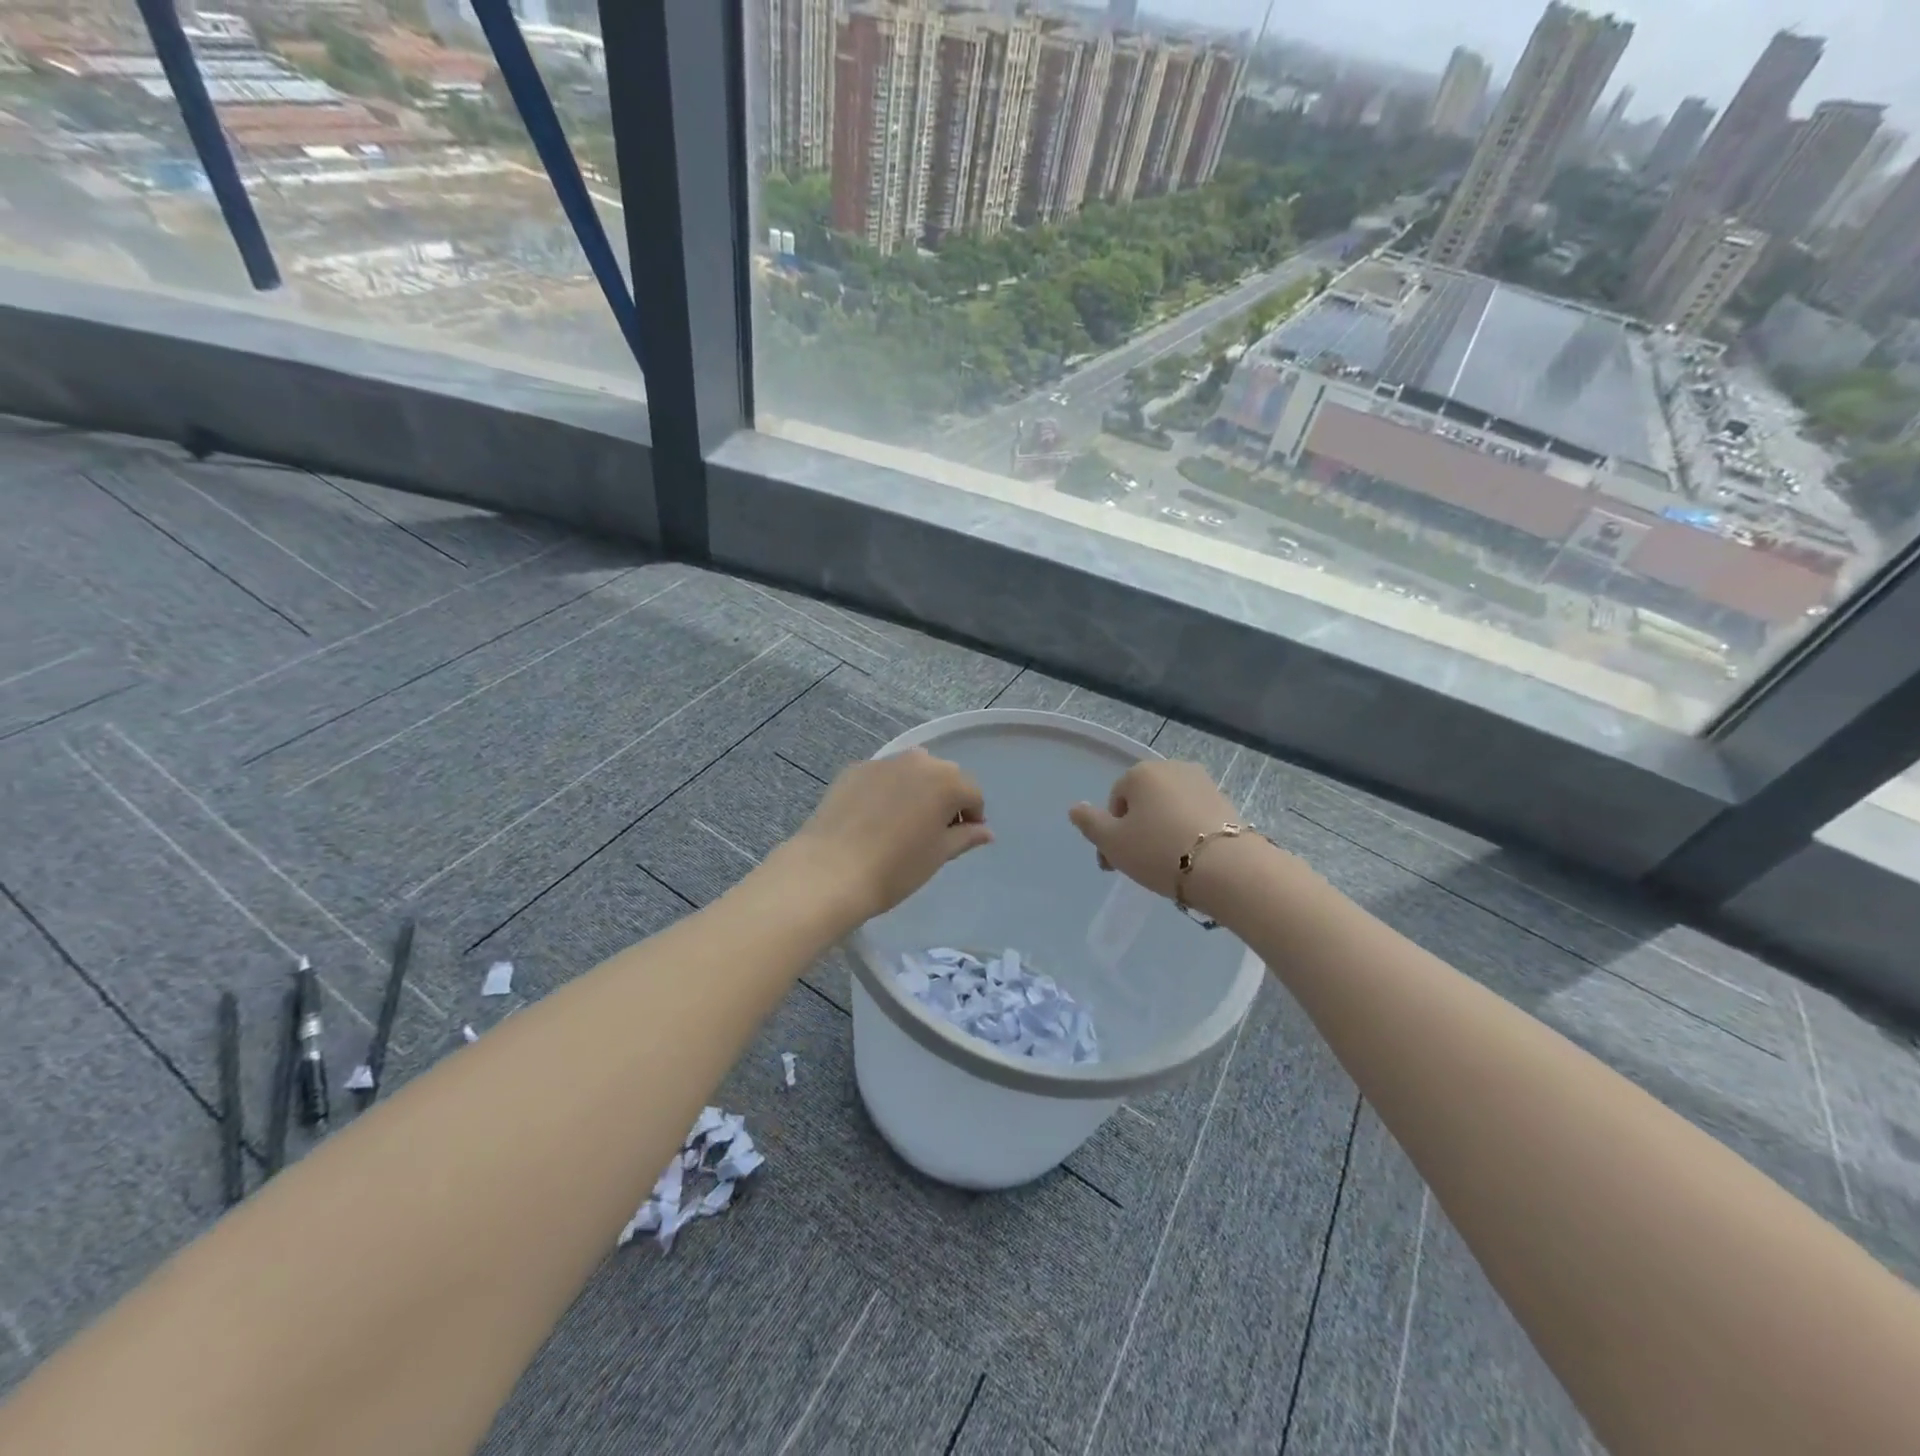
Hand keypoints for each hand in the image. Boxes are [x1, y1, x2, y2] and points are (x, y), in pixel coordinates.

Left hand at [783, 748, 992, 923]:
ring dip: (916, 789)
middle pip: (944, 775)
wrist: (830, 870)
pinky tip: (873, 819)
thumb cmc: (896, 868)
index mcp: (946, 781)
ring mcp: (883, 762)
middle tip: (933, 831)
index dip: (971, 817)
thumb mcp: (938, 855)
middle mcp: (918, 762)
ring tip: (903, 822)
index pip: (972, 793)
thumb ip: (965, 837)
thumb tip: (986, 831)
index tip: (960, 839)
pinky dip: (886, 790)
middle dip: (946, 798)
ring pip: (911, 771)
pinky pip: (882, 776)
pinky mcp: (854, 770)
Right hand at [1068, 761, 1241, 903]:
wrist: (1227, 869)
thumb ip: (1090, 823)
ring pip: (1169, 809)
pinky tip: (1190, 859)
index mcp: (1141, 772)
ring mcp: (1203, 783)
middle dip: (1136, 830)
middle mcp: (1172, 768)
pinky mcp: (1227, 802)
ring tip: (1165, 865)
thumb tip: (1075, 807)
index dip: (1111, 833)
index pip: (1116, 801)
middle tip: (1137, 865)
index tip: (1115, 863)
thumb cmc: (1159, 851)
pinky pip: (1194, 817)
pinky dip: (1187, 833)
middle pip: (1143, 802)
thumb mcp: (1113, 842)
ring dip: (1161, 831)